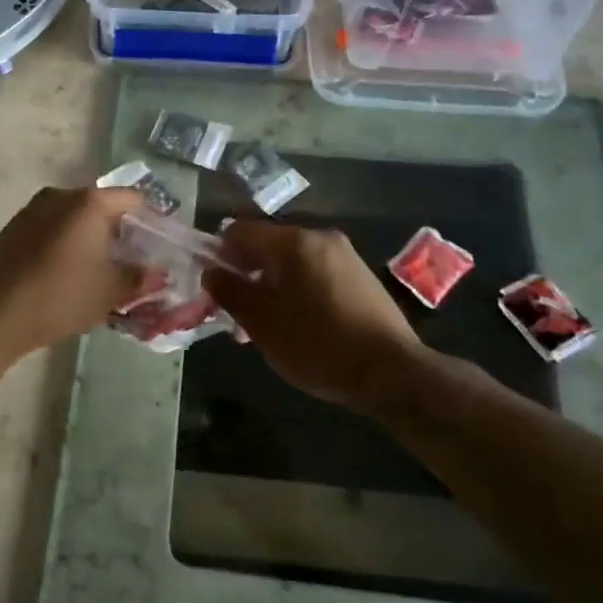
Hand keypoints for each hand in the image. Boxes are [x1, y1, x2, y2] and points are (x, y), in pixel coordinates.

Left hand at [0, 186, 152, 357]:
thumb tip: (155, 271)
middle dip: (122, 231)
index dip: (154, 221)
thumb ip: (139, 276)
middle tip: (135, 261)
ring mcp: (33, 209)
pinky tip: (69, 272)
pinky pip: (53, 228)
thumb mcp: (110, 291)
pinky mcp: (14, 228)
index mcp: (90, 202)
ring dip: (93, 238)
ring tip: (102, 270)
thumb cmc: (61, 296)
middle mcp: (61, 195)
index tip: (162, 246)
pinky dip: (68, 244)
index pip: (135, 199)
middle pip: (103, 206)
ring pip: (75, 218)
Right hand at [204, 218, 427, 415]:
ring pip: (291, 260)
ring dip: (271, 284)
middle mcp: (319, 236)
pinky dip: (297, 288)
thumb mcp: (261, 323)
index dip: (220, 255)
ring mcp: (344, 254)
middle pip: (266, 244)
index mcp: (292, 242)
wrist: (390, 371)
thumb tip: (212, 272)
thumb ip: (230, 292)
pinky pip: (314, 271)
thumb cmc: (317, 344)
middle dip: (247, 273)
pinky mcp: (360, 274)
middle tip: (239, 313)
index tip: (217, 289)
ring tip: (269, 325)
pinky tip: (300, 323)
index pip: (239, 230)